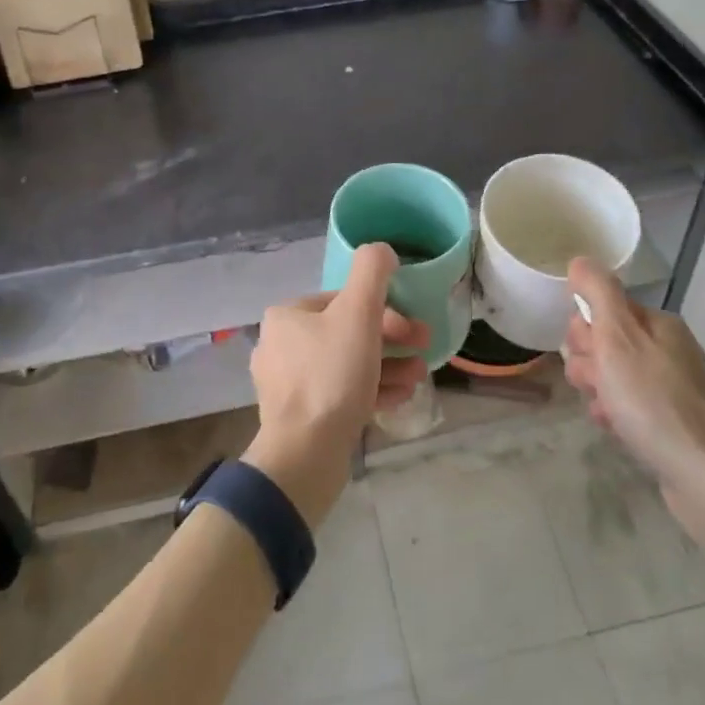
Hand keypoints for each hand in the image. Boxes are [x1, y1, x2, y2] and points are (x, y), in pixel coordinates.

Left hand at [242, 244, 429, 523]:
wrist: (305, 454)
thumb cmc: (332, 375)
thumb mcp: (358, 313)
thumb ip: (372, 272)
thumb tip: (381, 250)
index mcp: (287, 315)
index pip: (343, 300)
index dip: (385, 310)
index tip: (414, 329)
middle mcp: (280, 345)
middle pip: (347, 332)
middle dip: (391, 340)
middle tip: (423, 349)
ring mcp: (287, 384)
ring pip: (347, 364)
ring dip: (387, 365)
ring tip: (418, 377)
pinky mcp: (299, 416)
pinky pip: (340, 393)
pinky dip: (371, 390)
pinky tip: (400, 397)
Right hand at [563, 259, 704, 544]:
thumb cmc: (654, 403)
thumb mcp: (618, 339)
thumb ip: (598, 294)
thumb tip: (581, 260)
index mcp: (660, 324)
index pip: (604, 308)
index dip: (586, 331)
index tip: (588, 354)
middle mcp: (670, 349)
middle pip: (607, 341)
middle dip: (590, 362)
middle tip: (597, 384)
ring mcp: (674, 386)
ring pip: (615, 375)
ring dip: (599, 390)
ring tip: (606, 411)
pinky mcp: (673, 421)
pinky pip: (630, 404)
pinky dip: (616, 413)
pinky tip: (615, 428)